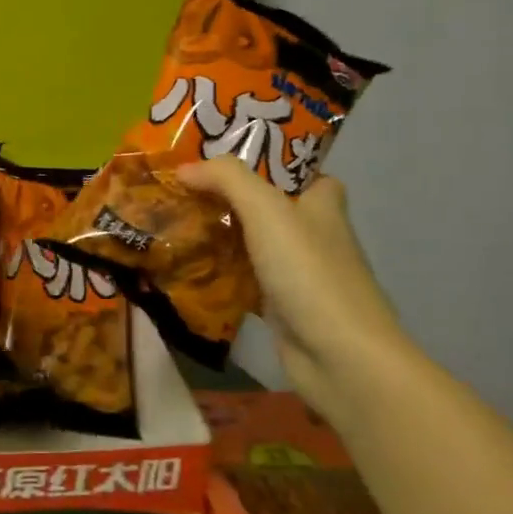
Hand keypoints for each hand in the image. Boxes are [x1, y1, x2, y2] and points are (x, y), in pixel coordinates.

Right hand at [176, 156, 404, 413]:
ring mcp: (297, 274)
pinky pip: (242, 281)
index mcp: (322, 205)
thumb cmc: (309, 272)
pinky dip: (218, 275)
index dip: (270, 162)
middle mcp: (313, 236)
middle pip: (268, 208)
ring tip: (173, 221)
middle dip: (229, 198)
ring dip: (219, 236)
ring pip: (251, 245)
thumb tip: (184, 168)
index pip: (302, 172)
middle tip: (183, 188)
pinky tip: (185, 268)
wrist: (339, 356)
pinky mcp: (281, 307)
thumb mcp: (267, 210)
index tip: (226, 158)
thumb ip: (227, 179)